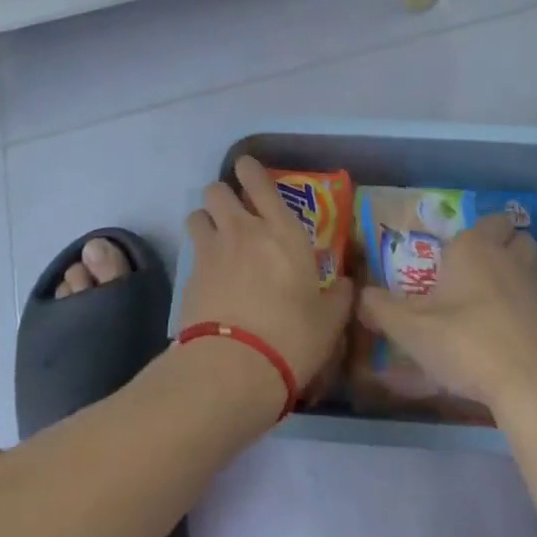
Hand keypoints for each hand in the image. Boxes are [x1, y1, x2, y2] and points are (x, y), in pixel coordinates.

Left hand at [179, 156, 354, 394]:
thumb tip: (347, 285)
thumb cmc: (292, 337)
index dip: (249, 169)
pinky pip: (191, 253)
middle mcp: (244, 230)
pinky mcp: (189, 277)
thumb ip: (339, 297)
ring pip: (197, 214)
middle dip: (223, 195)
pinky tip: (209, 280)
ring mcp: (212, 251)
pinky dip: (198, 259)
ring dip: (205, 221)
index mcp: (282, 231)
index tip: (247, 168)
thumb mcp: (329, 321)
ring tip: (215, 240)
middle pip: (217, 190)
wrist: (234, 368)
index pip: (259, 181)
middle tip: (234, 214)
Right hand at [358, 214, 536, 409]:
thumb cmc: (466, 342)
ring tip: (497, 296)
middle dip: (502, 243)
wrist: (533, 384)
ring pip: (532, 263)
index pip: (484, 221)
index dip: (472, 233)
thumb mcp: (411, 329)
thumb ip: (381, 310)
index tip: (453, 254)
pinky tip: (512, 330)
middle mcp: (508, 258)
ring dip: (519, 270)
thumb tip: (359, 296)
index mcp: (474, 248)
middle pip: (515, 235)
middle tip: (478, 268)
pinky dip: (530, 306)